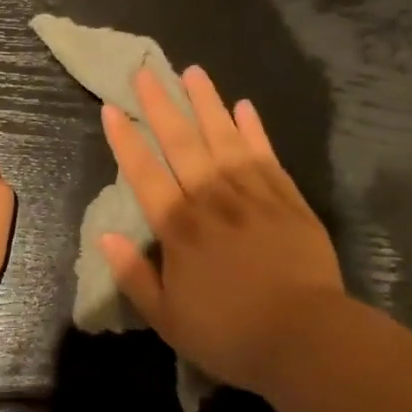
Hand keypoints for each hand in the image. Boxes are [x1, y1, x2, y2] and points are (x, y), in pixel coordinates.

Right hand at [97, 65, 342, 395]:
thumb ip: (134, 275)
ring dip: (206, 103)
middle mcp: (211, 199)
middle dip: (161, 105)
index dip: (125, 140)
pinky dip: (253, 129)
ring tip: (193, 72)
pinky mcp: (286, 198)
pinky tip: (244, 106)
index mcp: (179, 227)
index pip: (144, 173)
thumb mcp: (168, 319)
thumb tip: (105, 236)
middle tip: (147, 71)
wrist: (307, 339)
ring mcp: (252, 194)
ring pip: (223, 137)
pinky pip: (265, 154)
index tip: (111, 108)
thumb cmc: (230, 334)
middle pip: (181, 142)